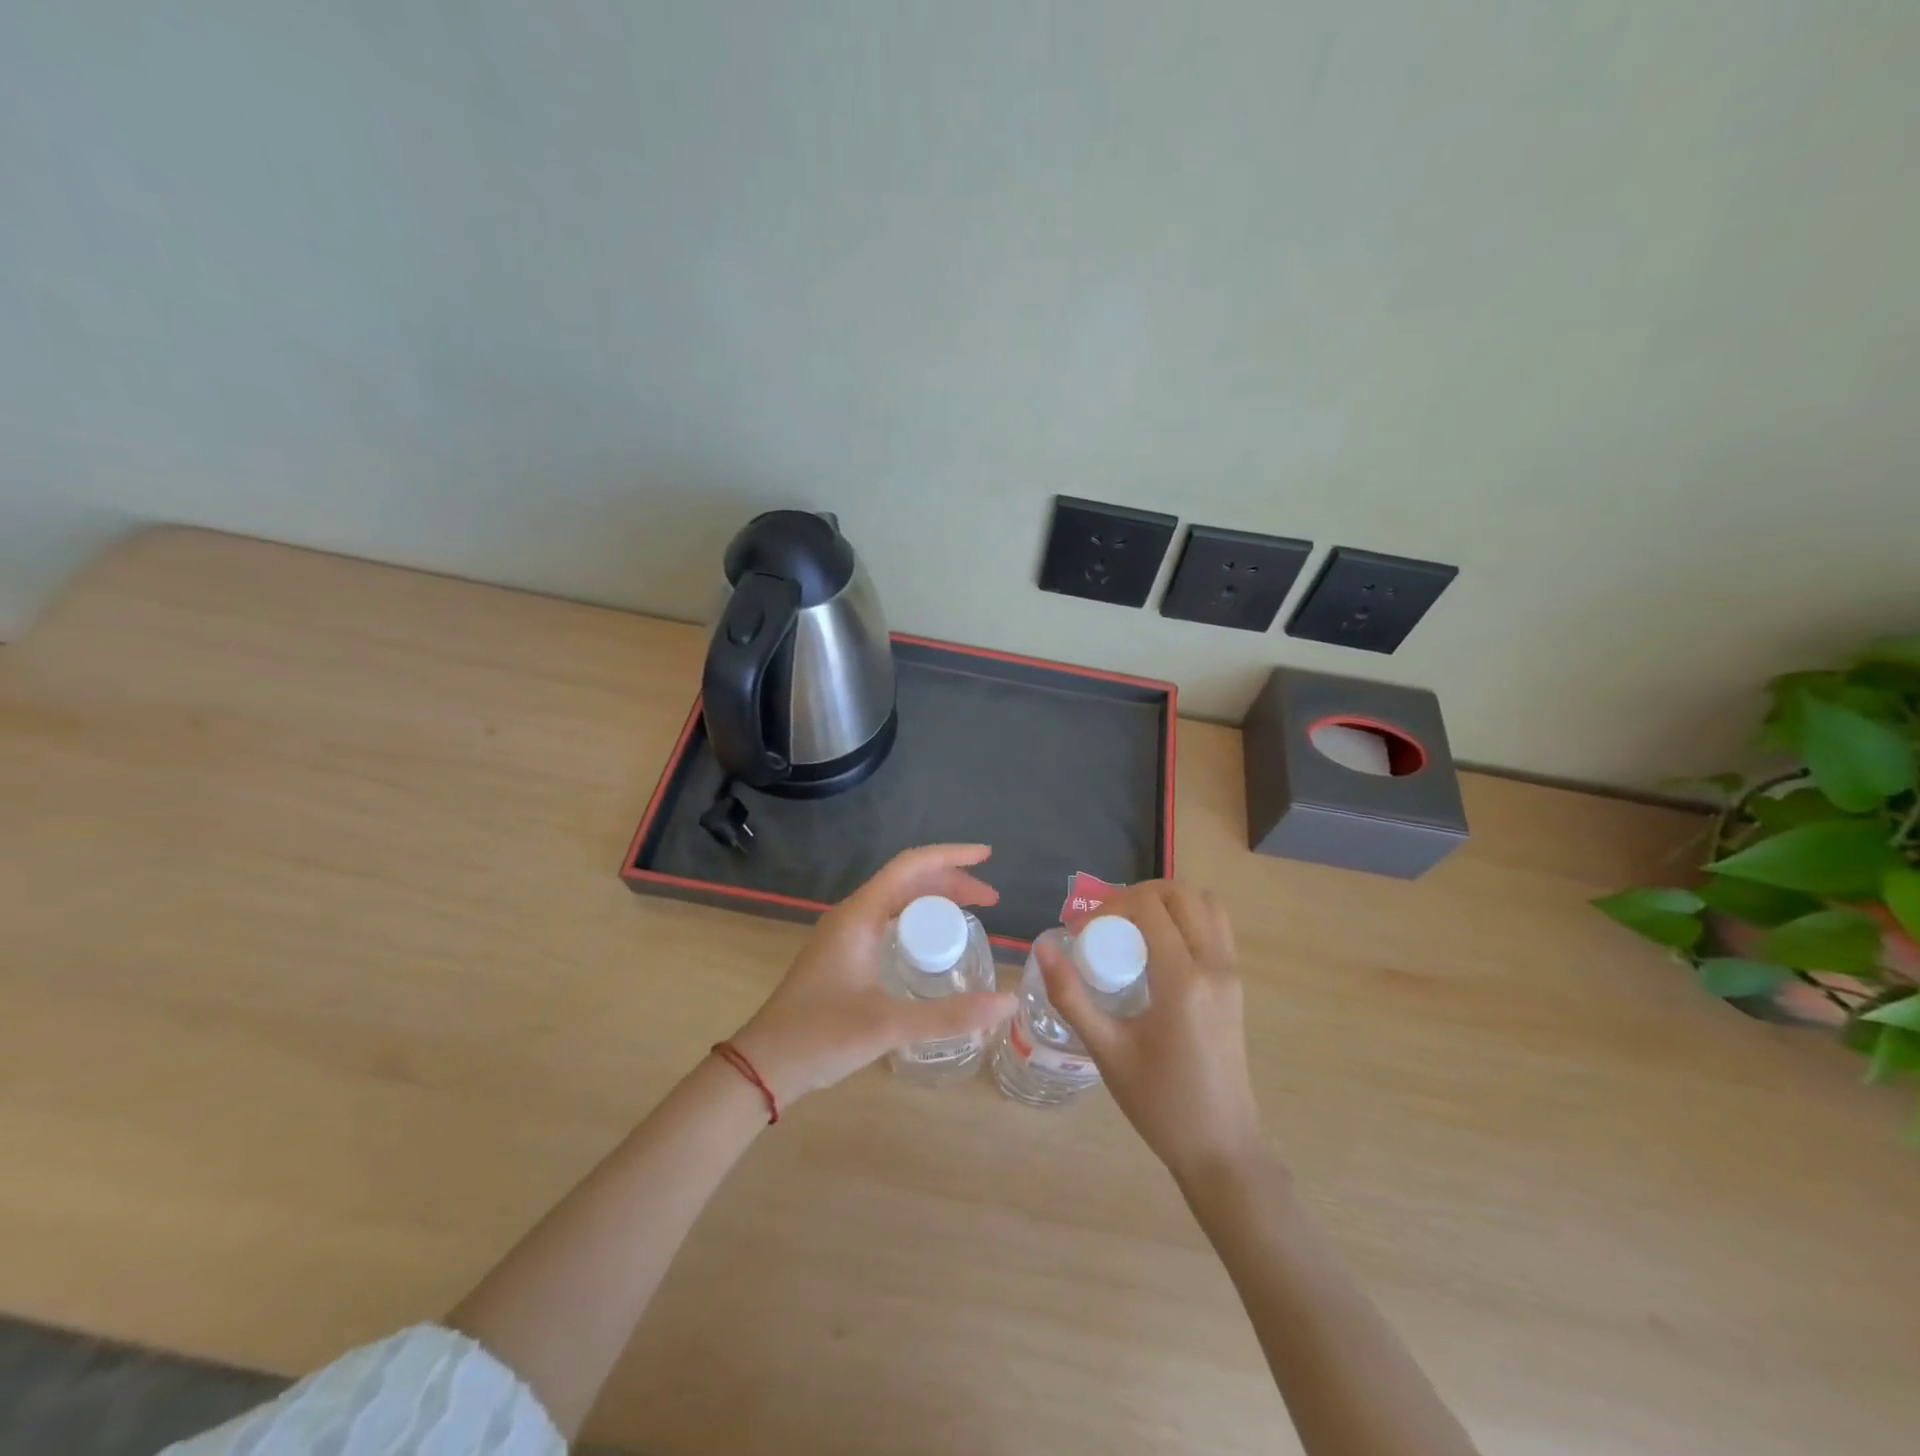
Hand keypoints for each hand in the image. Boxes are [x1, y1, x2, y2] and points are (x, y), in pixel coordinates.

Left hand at [730, 845, 1017, 1105]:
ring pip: (897, 900)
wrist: (764, 1065)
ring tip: (971, 914)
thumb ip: (949, 1015)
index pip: (910, 866)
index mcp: (859, 915)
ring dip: (934, 899)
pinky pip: (888, 920)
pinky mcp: (844, 955)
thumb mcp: (889, 1025)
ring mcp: (845, 935)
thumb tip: (1007, 1002)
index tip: (987, 857)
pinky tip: (933, 942)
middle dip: (950, 881)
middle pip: (907, 880)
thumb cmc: (820, 1036)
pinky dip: (918, 919)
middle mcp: (852, 915)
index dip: (951, 856)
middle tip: (990, 901)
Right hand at [1040, 880, 1265, 1180]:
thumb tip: (1043, 948)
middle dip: (1136, 895)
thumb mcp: (1107, 1051)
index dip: (1110, 907)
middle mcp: (1214, 967)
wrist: (1221, 1146)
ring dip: (1166, 902)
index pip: (1149, 908)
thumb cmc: (1159, 1104)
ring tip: (1132, 929)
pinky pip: (1215, 927)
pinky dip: (1186, 918)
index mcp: (1182, 982)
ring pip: (1205, 903)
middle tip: (1105, 923)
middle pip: (1180, 894)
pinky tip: (1156, 950)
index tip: (1081, 934)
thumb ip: (1072, 997)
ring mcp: (1231, 974)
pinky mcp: (1235, 984)